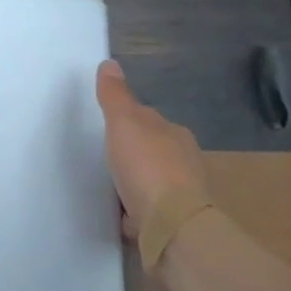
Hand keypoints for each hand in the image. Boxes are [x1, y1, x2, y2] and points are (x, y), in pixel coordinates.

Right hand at [95, 59, 212, 266]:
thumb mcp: (124, 123)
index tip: (108, 127)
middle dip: (134, 153)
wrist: (172, 228)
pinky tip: (121, 214)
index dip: (128, 121)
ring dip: (136, 183)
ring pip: (153, 181)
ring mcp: (182, 194)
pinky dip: (137, 211)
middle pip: (153, 150)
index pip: (149, 120)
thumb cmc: (148, 168)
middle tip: (105, 157)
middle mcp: (185, 161)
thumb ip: (115, 96)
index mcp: (175, 134)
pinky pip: (150, 210)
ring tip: (110, 186)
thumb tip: (109, 63)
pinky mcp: (174, 223)